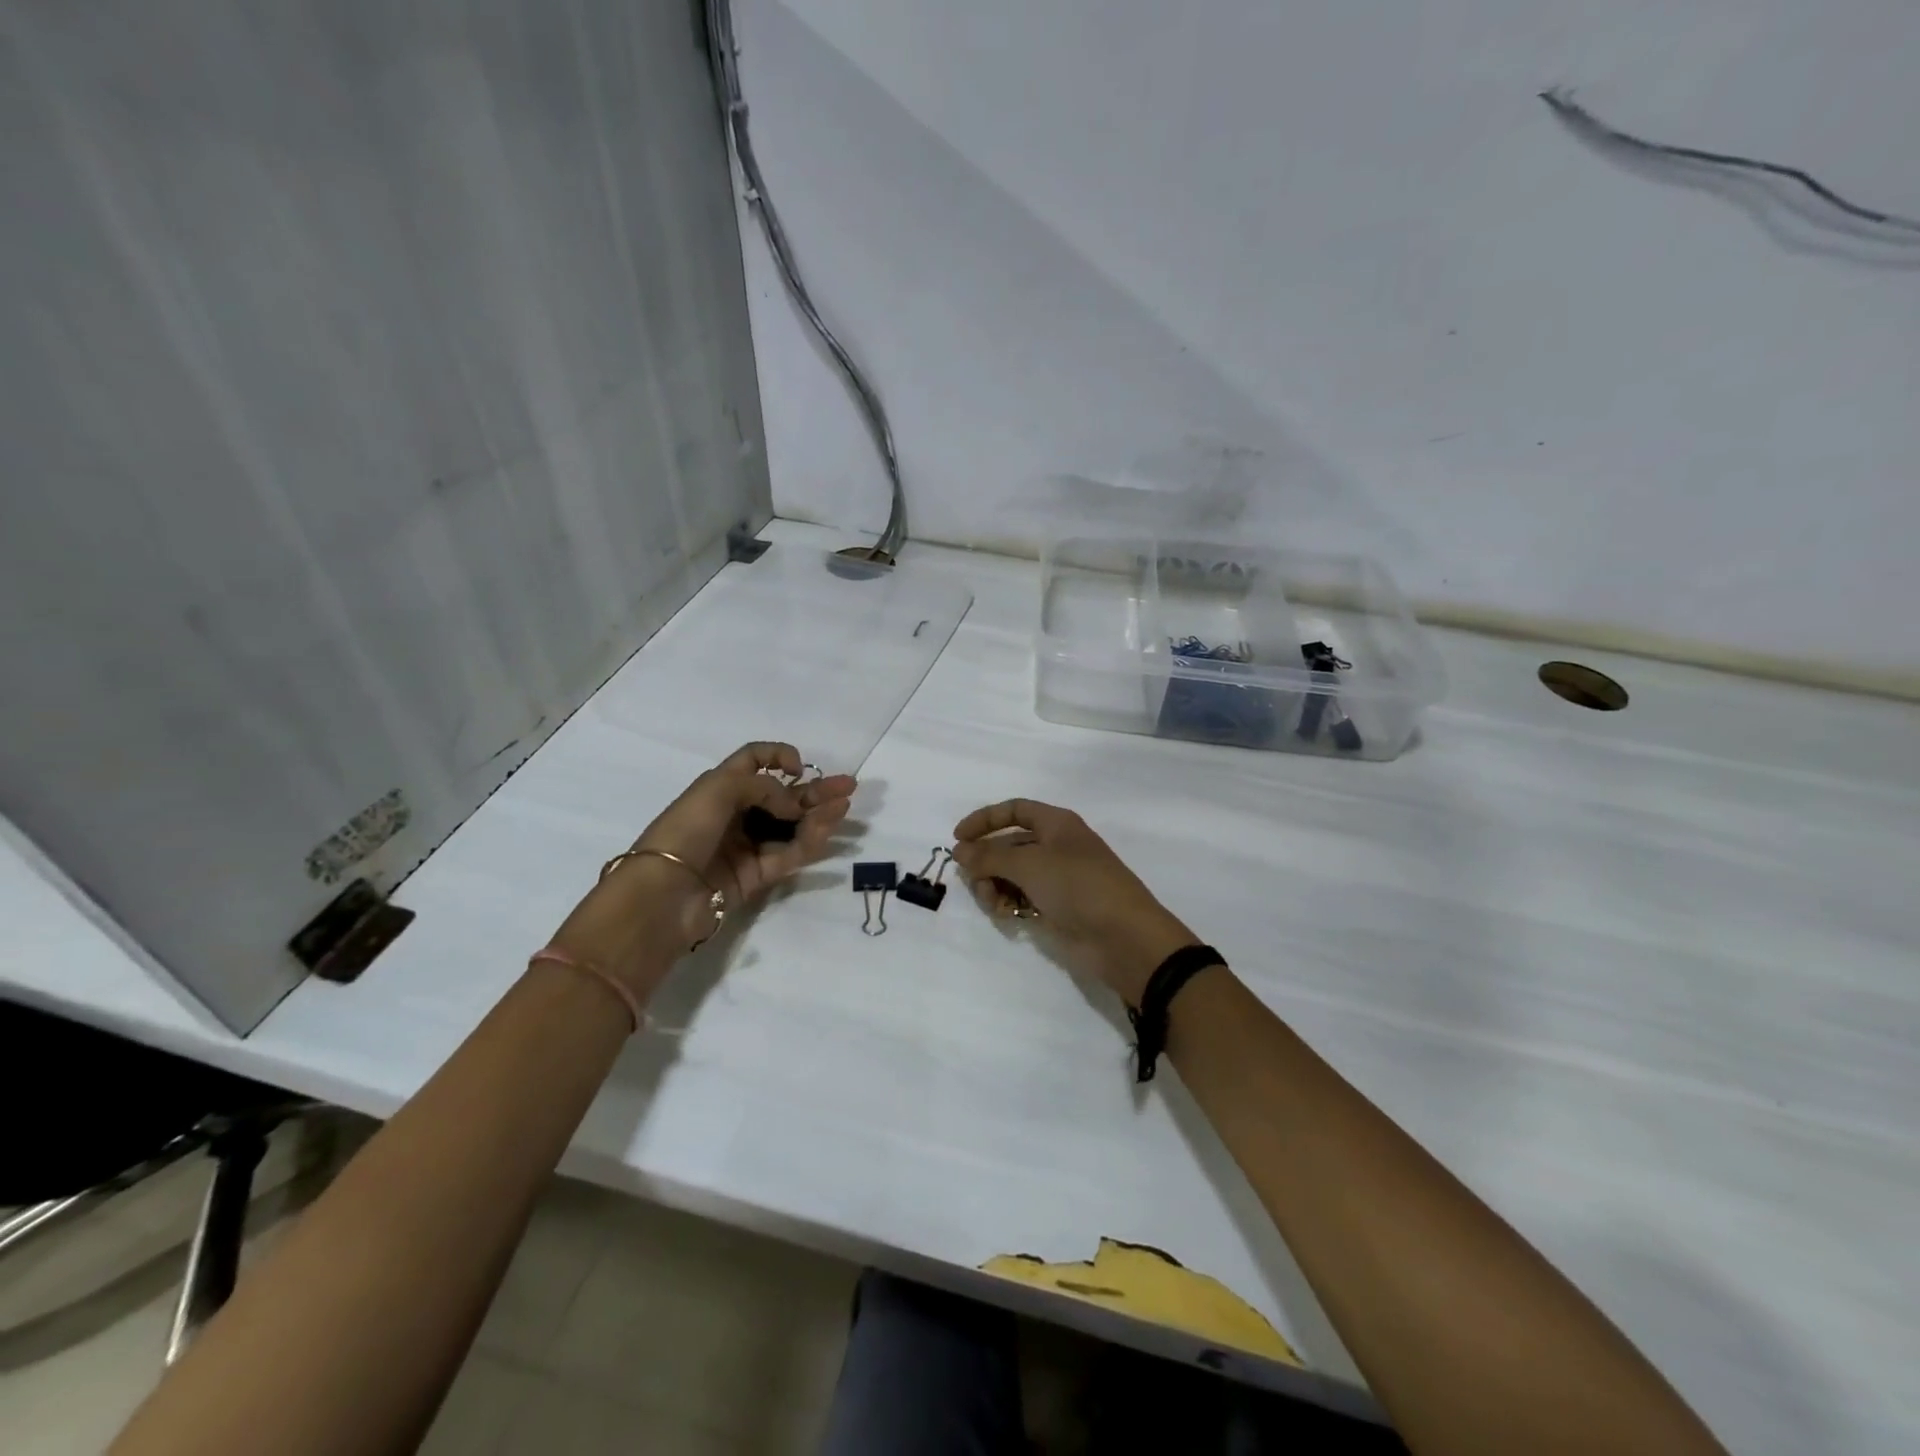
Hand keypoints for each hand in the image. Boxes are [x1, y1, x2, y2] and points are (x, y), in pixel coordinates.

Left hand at [634, 741, 855, 906]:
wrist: (663, 895)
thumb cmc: (685, 831)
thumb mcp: (719, 790)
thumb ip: (764, 788)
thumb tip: (792, 806)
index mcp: (720, 787)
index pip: (753, 761)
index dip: (778, 757)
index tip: (798, 767)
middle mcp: (736, 813)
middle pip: (782, 796)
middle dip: (815, 789)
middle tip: (849, 786)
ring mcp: (747, 846)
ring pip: (791, 826)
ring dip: (818, 814)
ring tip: (844, 806)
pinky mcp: (756, 876)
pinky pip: (789, 854)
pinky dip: (809, 842)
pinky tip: (826, 829)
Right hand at [951, 799, 1196, 1005]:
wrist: (1123, 937)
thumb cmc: (1078, 886)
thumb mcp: (1029, 864)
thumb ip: (989, 857)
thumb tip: (959, 851)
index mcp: (1057, 824)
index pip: (1014, 810)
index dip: (985, 820)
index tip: (957, 839)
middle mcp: (1056, 846)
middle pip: (1009, 846)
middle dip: (986, 862)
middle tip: (974, 881)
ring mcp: (1057, 879)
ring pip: (1011, 875)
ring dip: (995, 886)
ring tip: (994, 903)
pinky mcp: (1056, 908)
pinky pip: (1022, 898)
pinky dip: (1009, 903)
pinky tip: (1007, 915)